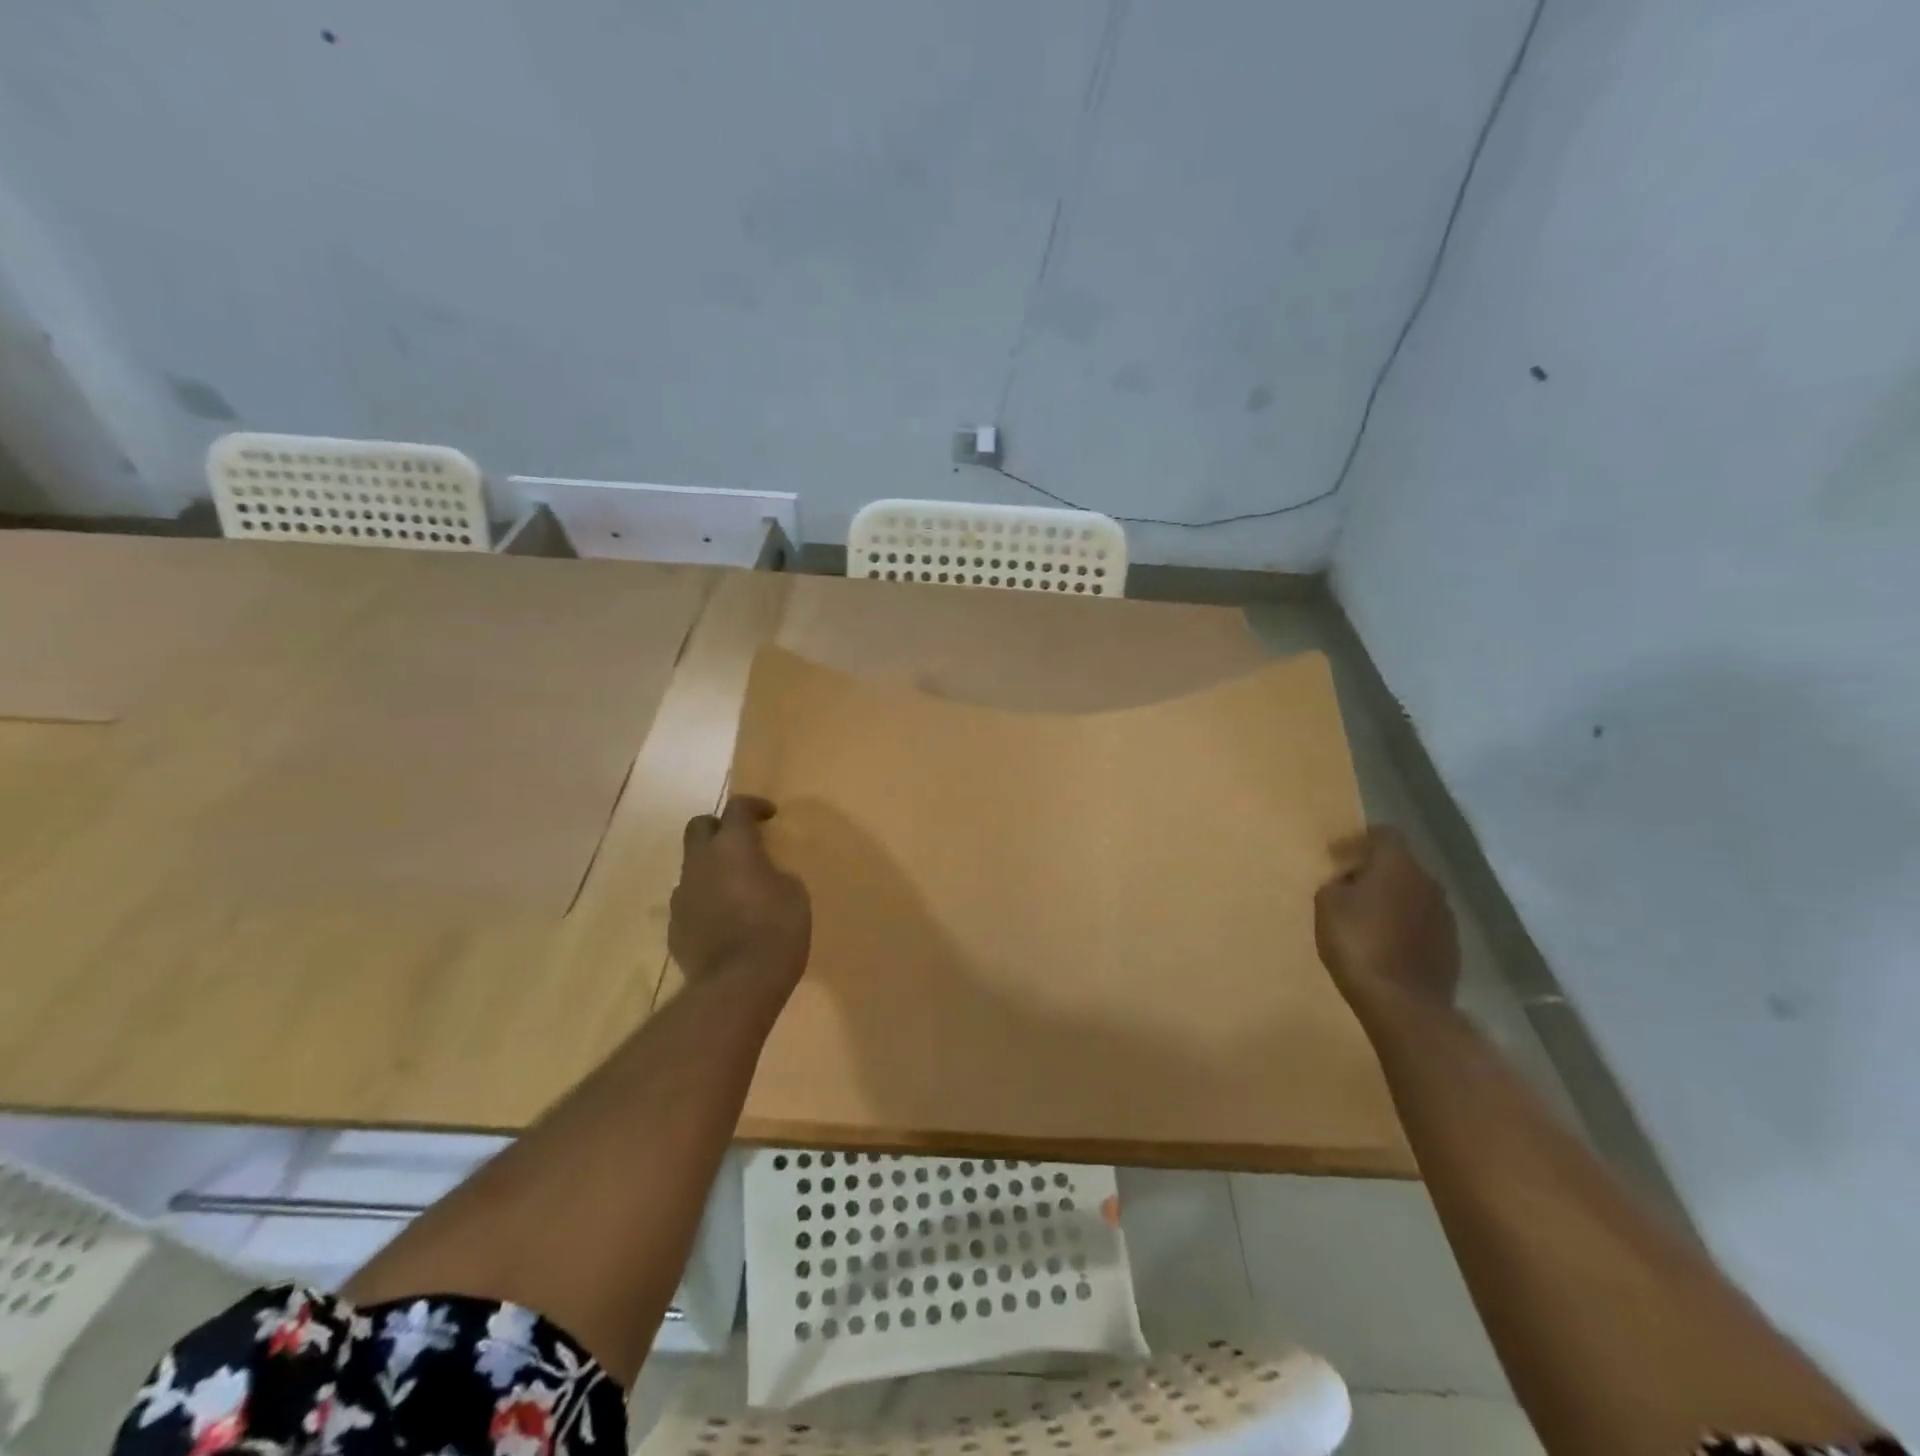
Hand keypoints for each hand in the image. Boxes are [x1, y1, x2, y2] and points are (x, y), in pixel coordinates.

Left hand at [670, 797, 811, 987]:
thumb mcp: (793, 893)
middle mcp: (700, 862)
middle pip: (699, 827)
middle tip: (742, 843)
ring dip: (711, 869)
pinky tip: (724, 922)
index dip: (753, 806)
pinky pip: (690, 902)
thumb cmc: (777, 929)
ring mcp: (683, 895)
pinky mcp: (674, 927)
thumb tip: (762, 877)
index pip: (737, 808)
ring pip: (692, 867)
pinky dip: (705, 902)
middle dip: (719, 828)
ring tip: (735, 889)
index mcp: (733, 846)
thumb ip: (774, 874)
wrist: (738, 983)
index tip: (769, 815)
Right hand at [1314, 826, 1459, 1015]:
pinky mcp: (1451, 944)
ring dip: (1391, 900)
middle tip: (1348, 889)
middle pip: (1399, 864)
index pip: (1384, 833)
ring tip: (1366, 919)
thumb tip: (1349, 883)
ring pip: (1413, 894)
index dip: (1359, 840)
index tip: (1337, 856)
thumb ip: (1337, 884)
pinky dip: (1404, 925)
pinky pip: (1422, 922)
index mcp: (1397, 864)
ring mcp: (1444, 915)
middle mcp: (1427, 882)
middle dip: (1375, 872)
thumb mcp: (1327, 905)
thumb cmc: (1357, 943)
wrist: (1403, 1002)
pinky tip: (1386, 944)